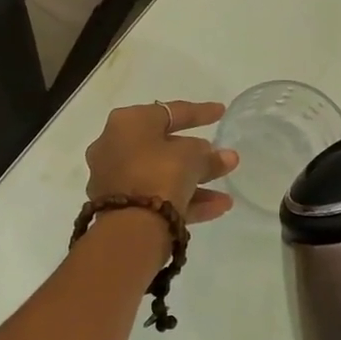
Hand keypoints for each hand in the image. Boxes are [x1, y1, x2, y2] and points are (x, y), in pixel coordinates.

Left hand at [86, 101, 237, 225]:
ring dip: (196, 182)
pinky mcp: (119, 207)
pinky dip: (184, 200)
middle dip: (197, 155)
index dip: (199, 112)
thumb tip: (220, 156)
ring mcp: (114, 179)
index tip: (221, 112)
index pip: (169, 112)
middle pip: (164, 147)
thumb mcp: (192, 158)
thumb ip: (209, 156)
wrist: (130, 227)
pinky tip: (218, 208)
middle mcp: (114, 146)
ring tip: (226, 193)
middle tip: (223, 159)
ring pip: (162, 176)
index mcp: (127, 123)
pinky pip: (156, 197)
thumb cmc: (160, 175)